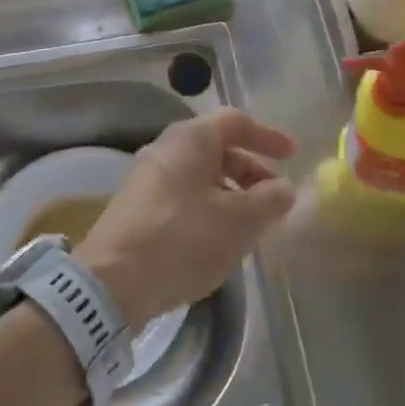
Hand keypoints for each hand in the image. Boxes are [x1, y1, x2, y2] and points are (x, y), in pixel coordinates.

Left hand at [77, 109, 296, 327]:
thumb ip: (268, 200)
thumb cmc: (183, 239)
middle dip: (252, 171)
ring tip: (253, 224)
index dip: (268, 136)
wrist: (112, 283)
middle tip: (276, 198)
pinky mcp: (138, 207)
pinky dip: (210, 207)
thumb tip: (283, 188)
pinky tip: (220, 239)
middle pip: (219, 148)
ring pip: (201, 174)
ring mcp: (148, 177)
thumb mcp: (238, 221)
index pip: (237, 122)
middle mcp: (167, 147)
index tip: (293, 155)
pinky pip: (185, 195)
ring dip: (232, 193)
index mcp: (191, 138)